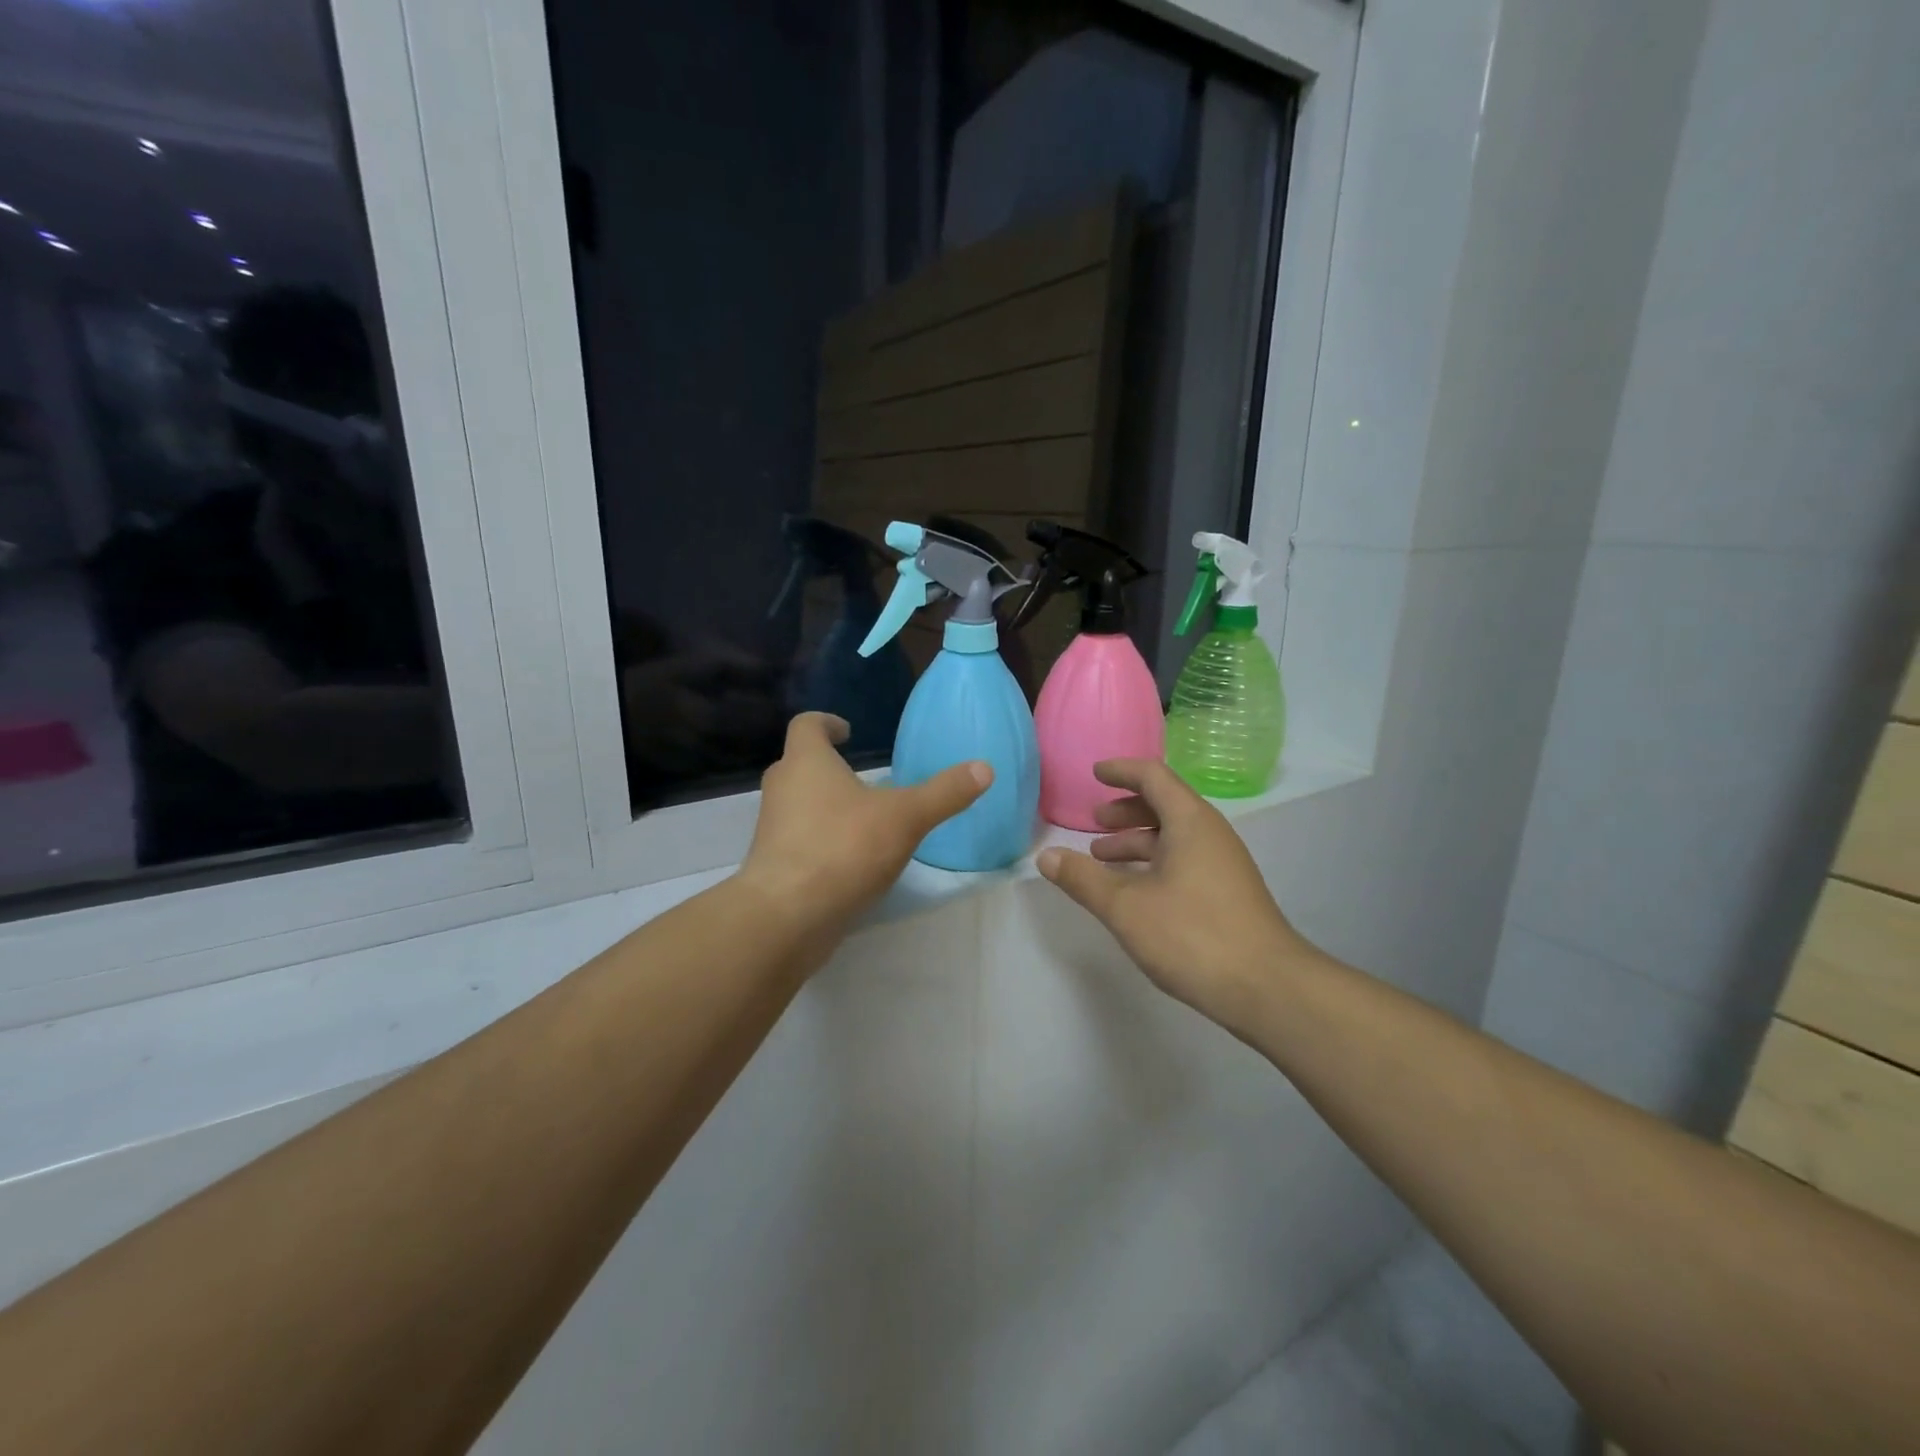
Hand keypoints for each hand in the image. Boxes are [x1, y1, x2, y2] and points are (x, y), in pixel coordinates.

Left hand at [740, 713, 989, 936]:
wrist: (787, 916)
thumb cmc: (844, 848)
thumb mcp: (906, 817)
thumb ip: (944, 793)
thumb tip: (984, 768)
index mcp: (806, 762)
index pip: (807, 725)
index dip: (827, 723)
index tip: (848, 732)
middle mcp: (782, 789)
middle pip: (799, 764)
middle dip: (827, 766)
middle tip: (860, 777)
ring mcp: (772, 829)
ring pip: (797, 804)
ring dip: (824, 805)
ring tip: (862, 818)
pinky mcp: (773, 865)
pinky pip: (798, 840)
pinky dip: (820, 840)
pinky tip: (851, 859)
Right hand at [1037, 760, 1314, 1031]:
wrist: (1268, 989)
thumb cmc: (1193, 935)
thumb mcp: (1125, 906)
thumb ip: (1083, 879)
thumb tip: (1045, 857)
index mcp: (1190, 822)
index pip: (1153, 777)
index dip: (1121, 771)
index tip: (1095, 773)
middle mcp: (1211, 834)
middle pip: (1165, 804)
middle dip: (1126, 810)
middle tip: (1094, 822)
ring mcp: (1223, 865)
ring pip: (1174, 837)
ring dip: (1137, 841)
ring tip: (1102, 859)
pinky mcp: (1227, 894)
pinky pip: (1184, 860)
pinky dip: (1153, 863)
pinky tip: (1134, 891)